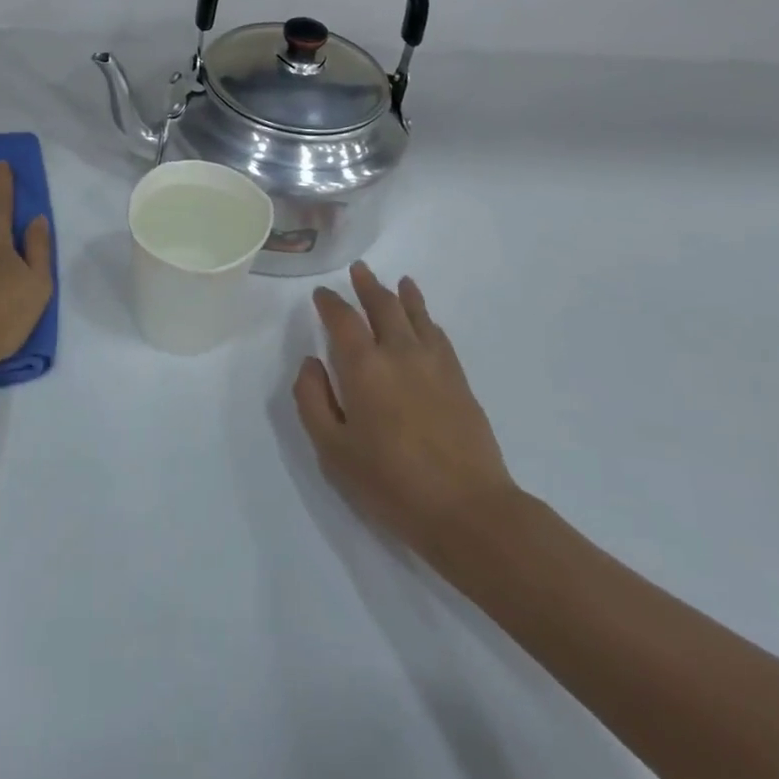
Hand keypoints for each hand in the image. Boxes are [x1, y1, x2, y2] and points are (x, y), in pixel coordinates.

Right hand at [293, 263, 518, 557]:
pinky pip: (439, 335)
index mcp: (364, 366)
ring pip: (416, 314)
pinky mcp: (459, 379)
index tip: (322, 294)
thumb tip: (311, 363)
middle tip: (359, 269)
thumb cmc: (390, 483)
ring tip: (399, 281)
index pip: (343, 319)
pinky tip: (426, 320)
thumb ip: (312, 400)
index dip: (330, 303)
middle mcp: (399, 352)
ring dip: (403, 294)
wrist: (467, 508)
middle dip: (368, 285)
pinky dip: (428, 319)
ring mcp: (434, 363)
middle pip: (383, 305)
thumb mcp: (333, 450)